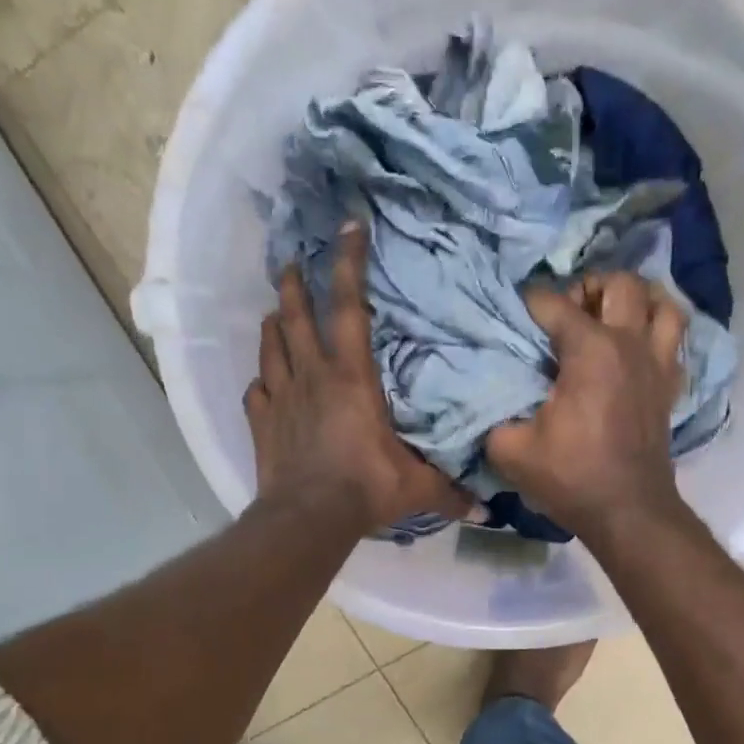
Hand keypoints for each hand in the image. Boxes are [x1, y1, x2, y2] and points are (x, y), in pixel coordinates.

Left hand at [247, 224, 468, 533]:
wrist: (308, 518)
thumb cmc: (366, 489)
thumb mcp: (417, 487)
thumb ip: (450, 490)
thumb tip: (486, 509)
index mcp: (352, 377)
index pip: (351, 307)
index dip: (349, 263)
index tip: (347, 226)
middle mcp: (313, 375)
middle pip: (297, 315)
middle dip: (296, 283)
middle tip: (293, 261)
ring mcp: (282, 397)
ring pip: (271, 345)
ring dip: (274, 323)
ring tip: (276, 311)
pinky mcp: (262, 421)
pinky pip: (257, 390)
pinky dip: (262, 380)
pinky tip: (264, 381)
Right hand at [485, 271, 689, 538]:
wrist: (627, 511)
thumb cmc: (571, 476)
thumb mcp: (510, 449)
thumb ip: (492, 415)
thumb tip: (488, 398)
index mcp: (591, 350)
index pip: (553, 303)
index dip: (527, 303)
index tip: (512, 317)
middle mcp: (630, 344)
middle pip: (622, 283)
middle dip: (591, 287)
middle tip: (570, 313)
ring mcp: (658, 363)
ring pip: (664, 304)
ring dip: (638, 301)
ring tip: (612, 317)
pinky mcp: (670, 386)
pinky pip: (675, 340)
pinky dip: (658, 332)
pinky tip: (636, 347)